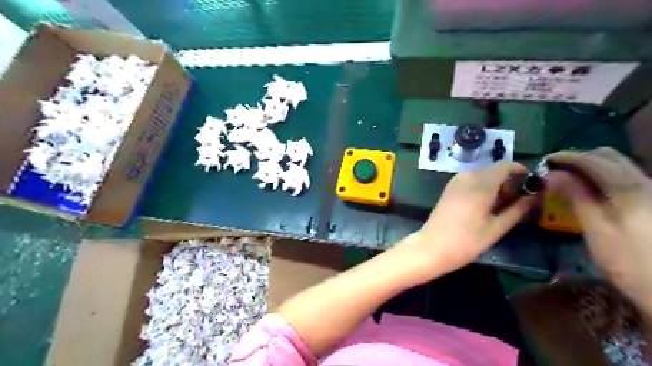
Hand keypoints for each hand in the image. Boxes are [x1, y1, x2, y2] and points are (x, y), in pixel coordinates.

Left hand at [400, 161, 537, 280]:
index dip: (521, 171)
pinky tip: (484, 205)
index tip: (531, 185)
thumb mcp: (497, 227)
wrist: (432, 247)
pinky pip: (470, 180)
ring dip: (494, 184)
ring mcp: (455, 181)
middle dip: (508, 180)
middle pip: (493, 170)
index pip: (505, 166)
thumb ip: (517, 209)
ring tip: (501, 206)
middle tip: (517, 201)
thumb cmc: (467, 241)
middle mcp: (467, 176)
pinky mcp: (449, 188)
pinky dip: (481, 186)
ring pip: (481, 174)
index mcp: (481, 183)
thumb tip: (535, 196)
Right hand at [547, 146, 651, 311]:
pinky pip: (623, 177)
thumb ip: (576, 197)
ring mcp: (651, 191)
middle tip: (555, 171)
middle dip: (578, 158)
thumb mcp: (595, 229)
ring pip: (617, 165)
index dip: (566, 157)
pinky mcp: (651, 200)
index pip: (593, 160)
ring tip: (567, 179)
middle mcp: (645, 183)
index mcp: (629, 189)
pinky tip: (588, 190)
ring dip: (590, 166)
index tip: (544, 162)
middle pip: (609, 156)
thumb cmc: (627, 261)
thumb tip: (553, 175)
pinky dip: (601, 176)